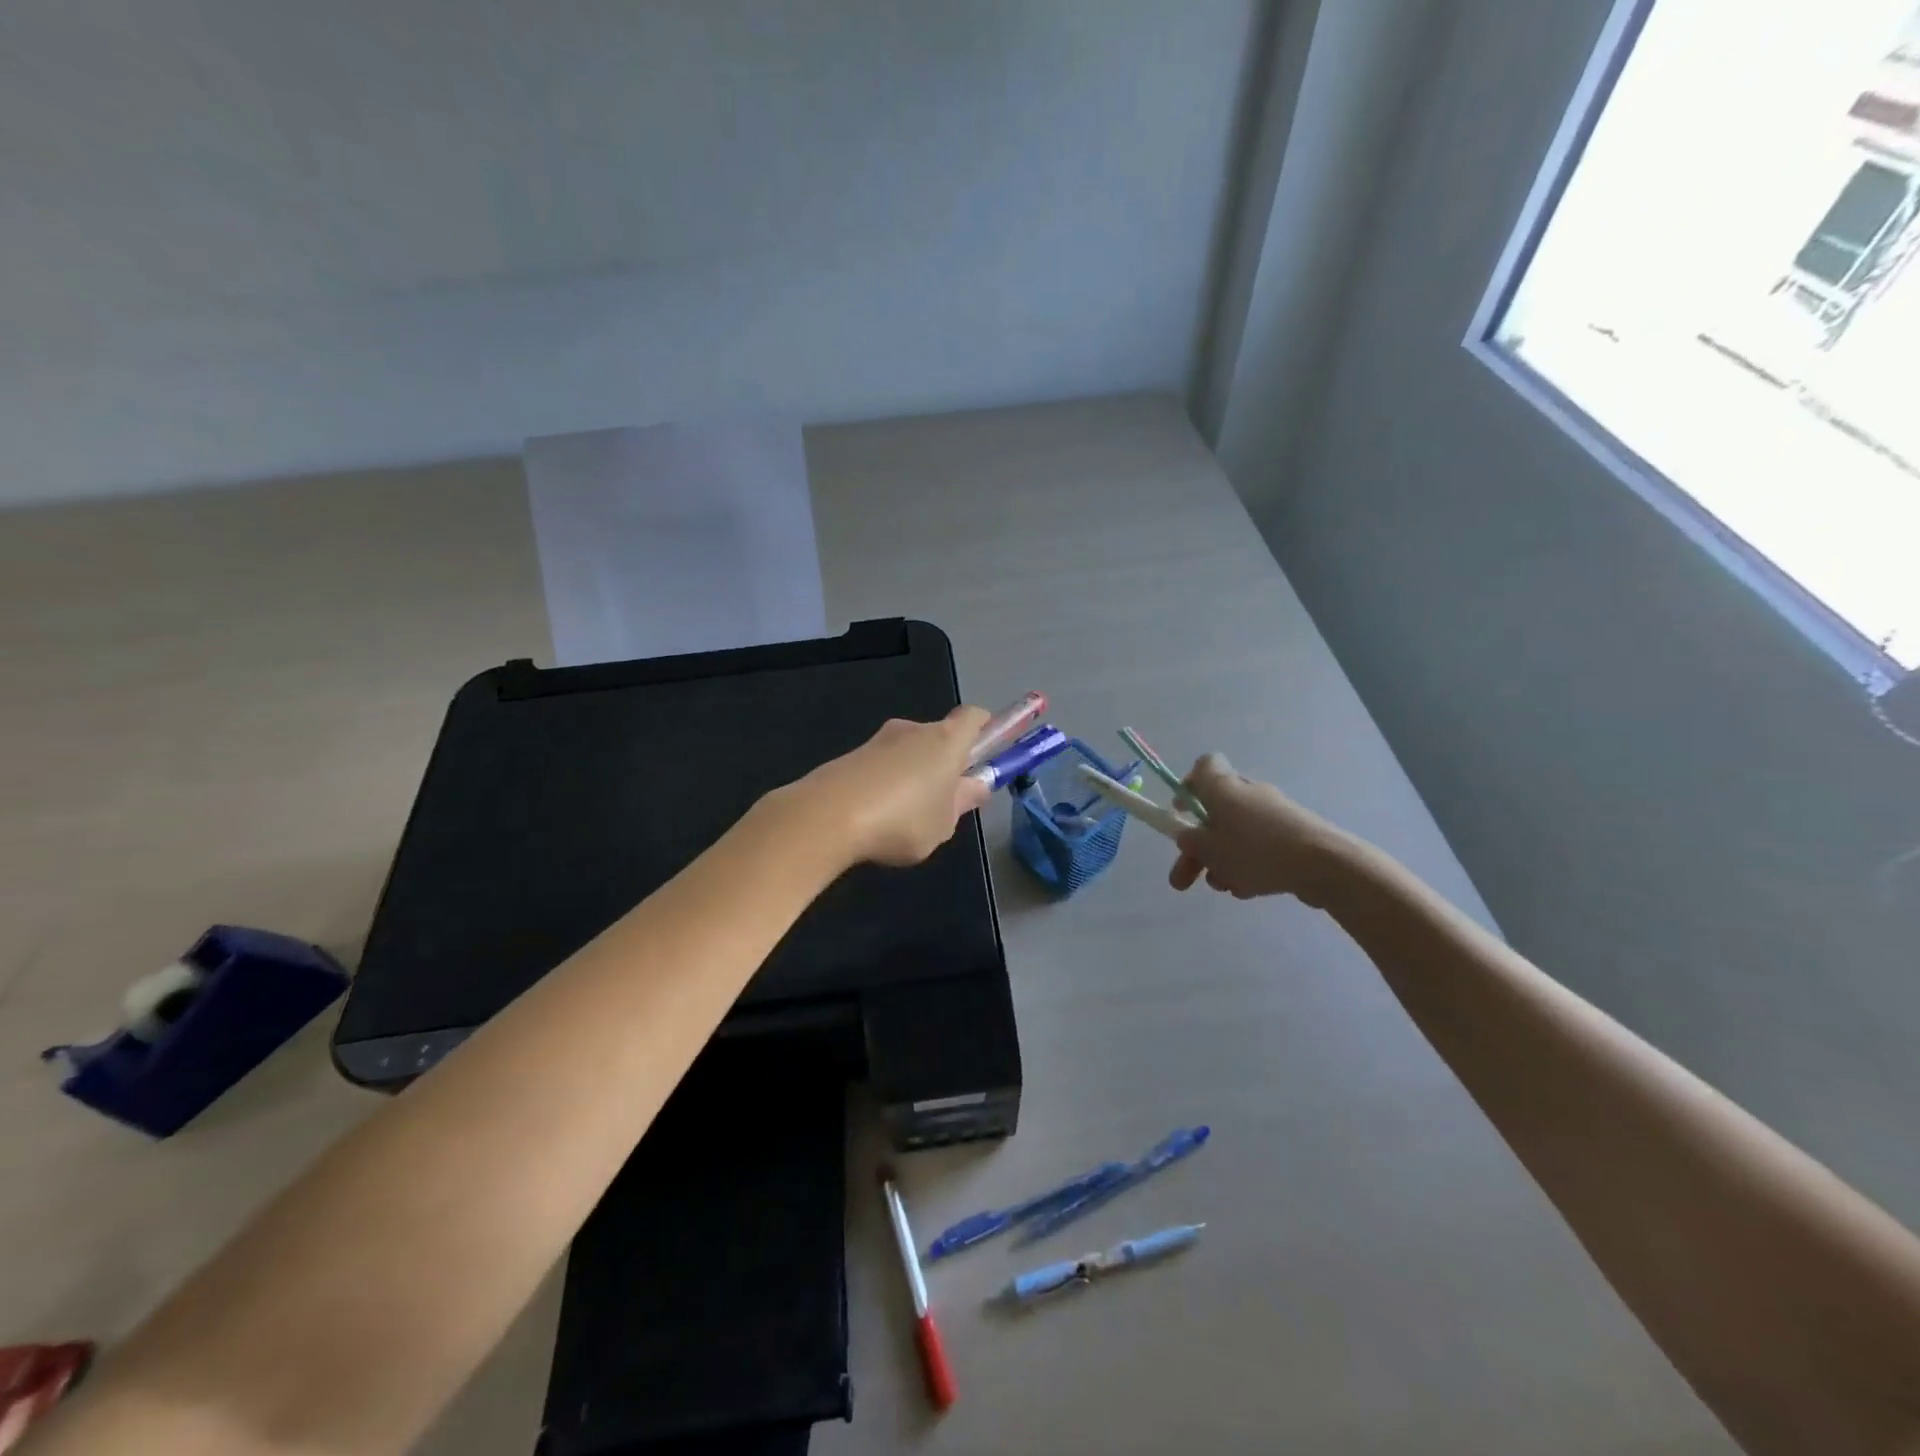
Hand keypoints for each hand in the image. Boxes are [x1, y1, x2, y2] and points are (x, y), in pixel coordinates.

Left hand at [779, 706, 991, 867]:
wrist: (826, 817)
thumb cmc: (902, 820)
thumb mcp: (944, 823)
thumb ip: (963, 801)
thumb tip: (979, 785)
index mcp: (945, 740)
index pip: (974, 717)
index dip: (987, 728)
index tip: (990, 748)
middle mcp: (913, 730)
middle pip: (939, 736)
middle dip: (946, 763)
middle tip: (945, 802)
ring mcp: (878, 741)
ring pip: (908, 753)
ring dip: (913, 775)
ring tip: (906, 818)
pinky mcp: (850, 757)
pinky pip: (881, 767)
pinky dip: (886, 784)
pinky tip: (876, 818)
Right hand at [1167, 753, 1353, 906]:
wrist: (1323, 864)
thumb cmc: (1256, 850)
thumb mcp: (1210, 849)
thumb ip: (1191, 842)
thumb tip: (1188, 836)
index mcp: (1224, 787)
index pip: (1203, 768)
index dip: (1188, 788)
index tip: (1180, 814)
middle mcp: (1248, 794)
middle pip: (1214, 814)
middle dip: (1196, 849)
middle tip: (1182, 880)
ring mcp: (1273, 816)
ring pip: (1235, 836)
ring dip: (1221, 862)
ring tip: (1224, 888)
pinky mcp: (1292, 837)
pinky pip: (1259, 849)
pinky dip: (1248, 867)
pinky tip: (1249, 889)